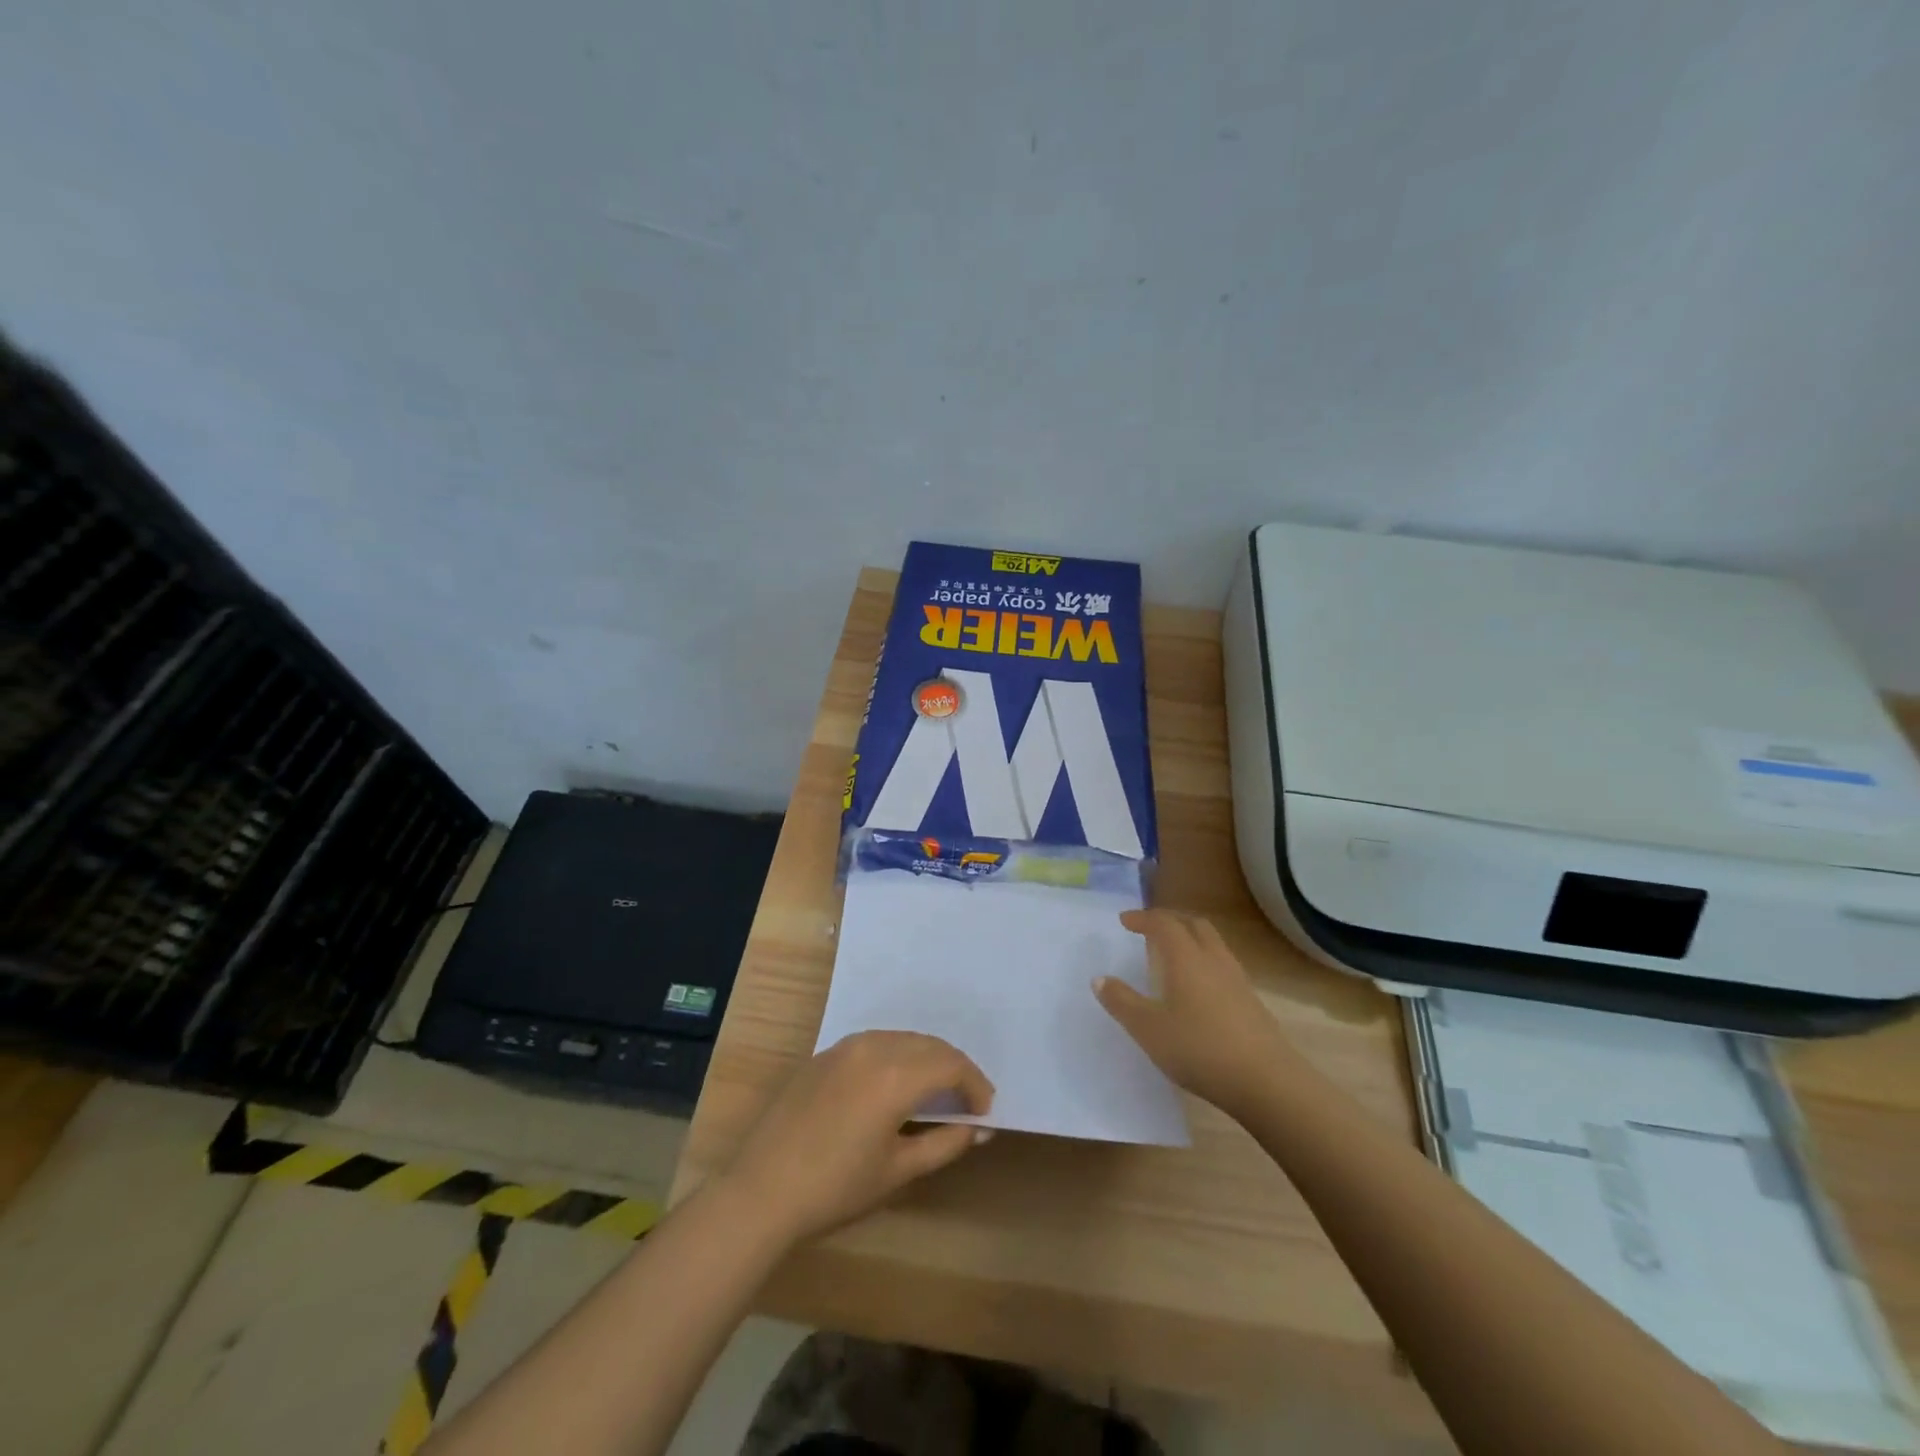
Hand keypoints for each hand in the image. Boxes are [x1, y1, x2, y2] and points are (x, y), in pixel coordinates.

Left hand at [720, 1030, 994, 1244]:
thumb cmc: (836, 1188)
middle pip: (929, 1045)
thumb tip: (979, 1128)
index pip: (951, 1065)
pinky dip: (897, 1055)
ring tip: (935, 1091)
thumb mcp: (898, 1171)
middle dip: (954, 1068)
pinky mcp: (825, 1054)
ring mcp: (845, 1046)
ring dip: (926, 1058)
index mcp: (895, 1075)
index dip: (975, 1085)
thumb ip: (944, 1143)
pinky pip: (875, 1042)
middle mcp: (874, 1047)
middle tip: (966, 1101)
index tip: (985, 1111)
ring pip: (902, 1039)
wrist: (761, 1190)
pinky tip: (895, 1084)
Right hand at [1095, 909, 1294, 1117]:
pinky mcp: (1251, 1001)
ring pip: (1213, 944)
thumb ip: (1122, 1002)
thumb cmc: (1200, 1049)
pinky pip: (1223, 965)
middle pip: (1194, 924)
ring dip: (1190, 939)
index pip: (1164, 923)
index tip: (1125, 921)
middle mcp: (1213, 959)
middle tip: (1150, 930)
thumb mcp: (1149, 1029)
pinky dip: (1204, 961)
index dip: (1143, 918)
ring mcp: (1237, 980)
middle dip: (1170, 921)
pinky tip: (1197, 988)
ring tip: (1172, 955)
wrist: (1267, 1082)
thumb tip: (1100, 979)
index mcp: (1186, 958)